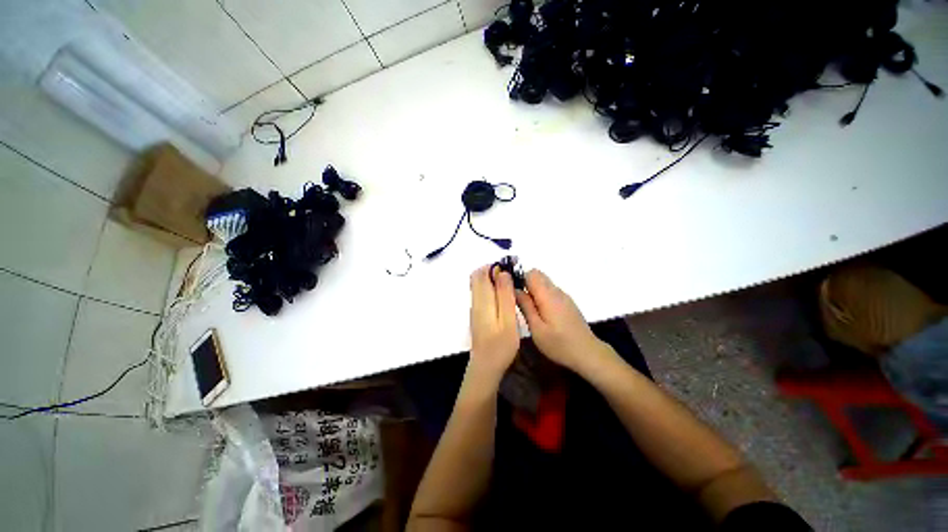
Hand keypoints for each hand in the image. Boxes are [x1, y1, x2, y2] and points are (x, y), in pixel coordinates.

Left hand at [468, 264, 519, 382]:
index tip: (511, 267)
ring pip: (479, 284)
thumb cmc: (500, 345)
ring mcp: (474, 307)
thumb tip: (502, 273)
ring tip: (510, 284)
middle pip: (478, 276)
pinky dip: (491, 288)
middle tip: (512, 275)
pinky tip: (504, 296)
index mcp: (482, 300)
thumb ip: (505, 296)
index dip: (495, 266)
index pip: (482, 273)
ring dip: (492, 279)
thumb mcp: (508, 320)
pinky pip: (481, 293)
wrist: (486, 366)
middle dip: (493, 270)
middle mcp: (475, 300)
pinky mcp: (477, 313)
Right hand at [515, 269, 603, 371]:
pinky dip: (542, 296)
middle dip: (525, 283)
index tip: (512, 292)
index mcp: (547, 295)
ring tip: (529, 310)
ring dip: (534, 290)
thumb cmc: (559, 344)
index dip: (519, 279)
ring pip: (544, 283)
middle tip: (519, 302)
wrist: (588, 353)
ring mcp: (564, 296)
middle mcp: (556, 291)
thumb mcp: (536, 329)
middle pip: (538, 275)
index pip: (531, 273)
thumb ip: (525, 306)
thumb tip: (514, 290)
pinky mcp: (568, 303)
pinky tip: (542, 314)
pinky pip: (551, 291)